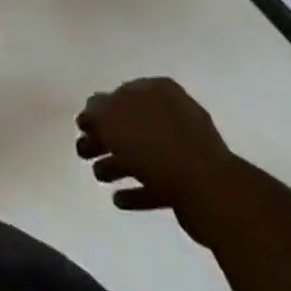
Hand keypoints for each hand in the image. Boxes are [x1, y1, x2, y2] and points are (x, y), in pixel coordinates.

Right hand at [76, 78, 232, 223]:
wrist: (208, 190)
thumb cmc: (156, 145)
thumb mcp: (113, 119)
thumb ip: (96, 111)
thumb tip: (90, 112)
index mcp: (157, 91)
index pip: (120, 94)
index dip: (98, 110)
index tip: (81, 128)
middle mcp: (173, 114)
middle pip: (130, 124)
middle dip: (105, 139)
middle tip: (83, 153)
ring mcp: (185, 148)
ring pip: (142, 153)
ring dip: (118, 164)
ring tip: (99, 176)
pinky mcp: (190, 182)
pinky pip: (156, 182)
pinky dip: (137, 189)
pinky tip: (119, 199)